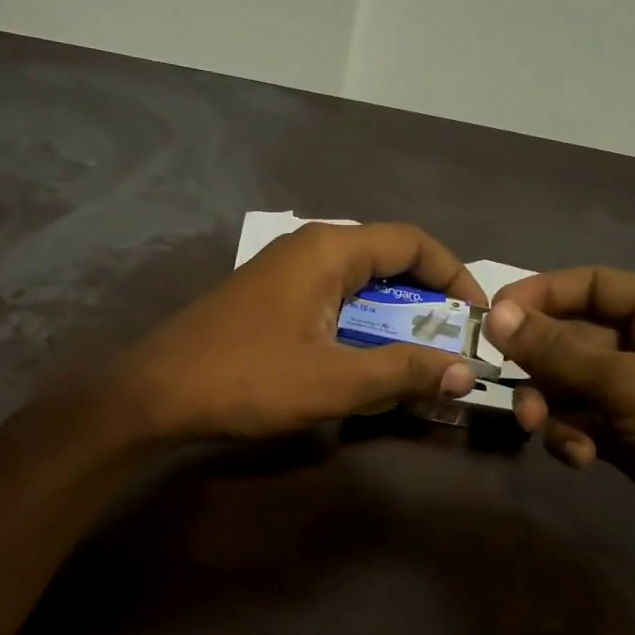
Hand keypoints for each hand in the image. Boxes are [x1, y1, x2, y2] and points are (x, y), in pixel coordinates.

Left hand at [118, 223, 484, 441]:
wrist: (156, 392)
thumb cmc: (247, 379)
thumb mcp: (333, 381)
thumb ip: (401, 372)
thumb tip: (464, 371)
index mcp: (330, 250)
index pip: (413, 242)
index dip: (455, 275)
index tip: (478, 318)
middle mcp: (310, 248)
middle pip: (388, 262)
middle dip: (427, 304)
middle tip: (451, 348)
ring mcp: (285, 271)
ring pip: (360, 285)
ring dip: (393, 321)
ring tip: (417, 363)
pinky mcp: (270, 297)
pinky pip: (332, 301)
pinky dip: (360, 327)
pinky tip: (364, 364)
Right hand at [483, 267, 634, 576]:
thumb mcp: (628, 385)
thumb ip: (557, 350)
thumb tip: (496, 315)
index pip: (592, 285)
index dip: (540, 295)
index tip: (492, 318)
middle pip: (574, 337)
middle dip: (541, 366)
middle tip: (509, 387)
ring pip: (571, 383)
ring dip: (550, 404)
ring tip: (541, 428)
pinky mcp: (631, 434)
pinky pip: (582, 419)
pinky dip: (572, 435)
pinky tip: (581, 458)